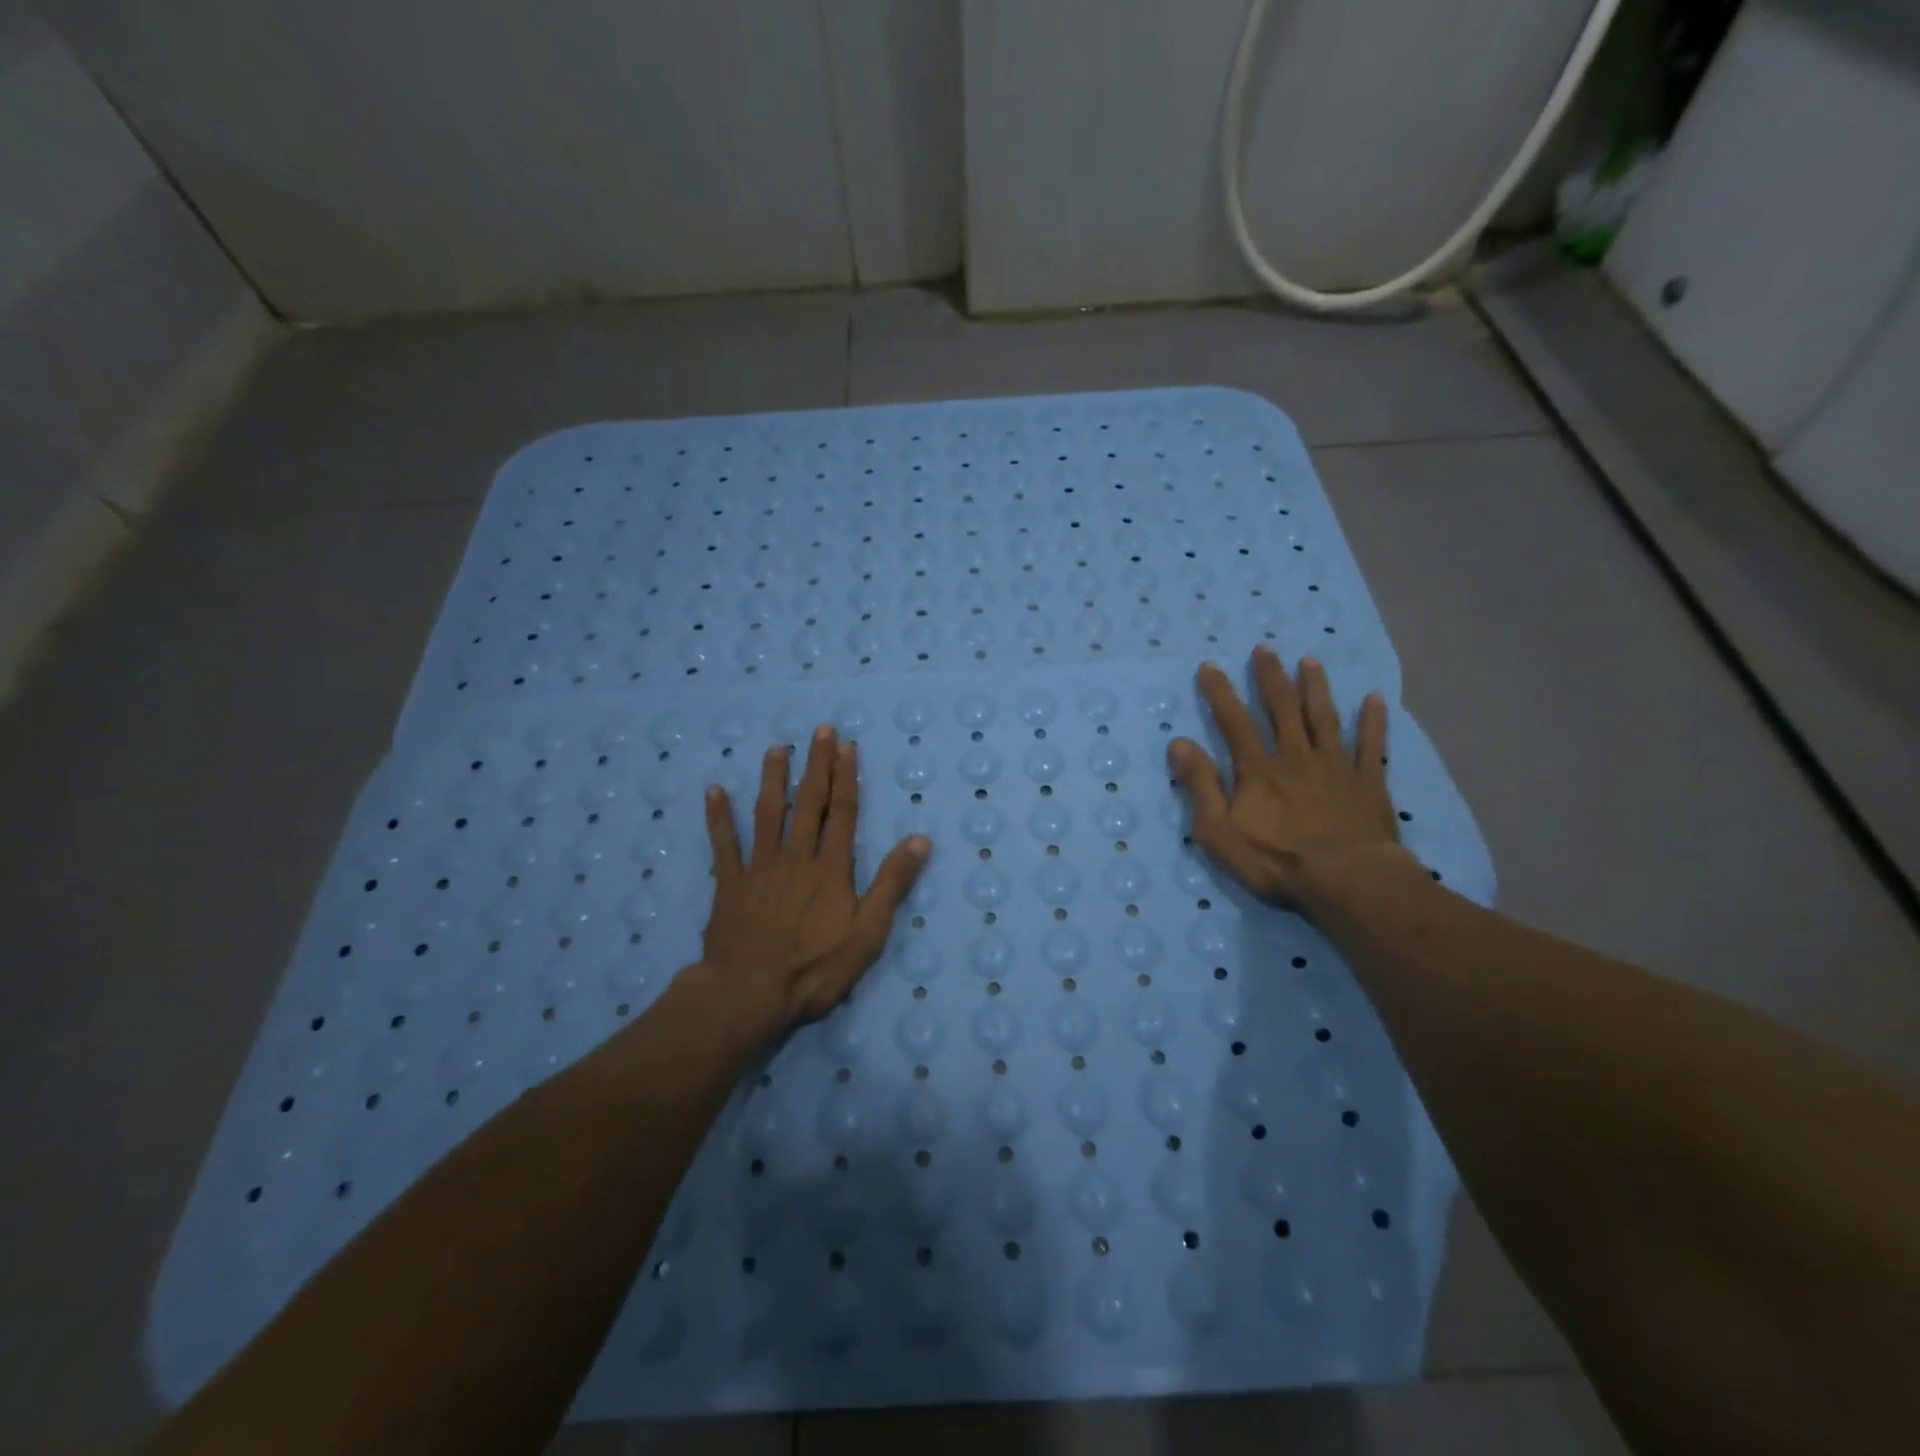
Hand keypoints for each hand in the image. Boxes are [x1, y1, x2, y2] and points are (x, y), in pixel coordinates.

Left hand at [701, 725, 929, 1035]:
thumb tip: (920, 840)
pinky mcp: (729, 884)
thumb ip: (892, 884)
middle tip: (819, 730)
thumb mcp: (868, 932)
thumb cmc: (815, 967)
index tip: (847, 746)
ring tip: (777, 748)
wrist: (750, 993)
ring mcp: (760, 867)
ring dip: (773, 779)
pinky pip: (723, 844)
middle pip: (808, 803)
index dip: (846, 777)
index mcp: (831, 868)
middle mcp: (796, 856)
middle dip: (816, 765)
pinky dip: (718, 817)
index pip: (843, 812)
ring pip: (767, 813)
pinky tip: (714, 790)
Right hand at [1168, 648, 1409, 907]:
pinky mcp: (1368, 783)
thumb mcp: (1218, 831)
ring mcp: (1335, 767)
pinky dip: (1373, 721)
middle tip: (1265, 649)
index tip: (1210, 666)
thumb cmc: (1276, 861)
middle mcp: (1295, 757)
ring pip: (1323, 718)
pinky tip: (1375, 699)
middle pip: (1281, 709)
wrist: (1346, 880)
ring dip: (1316, 688)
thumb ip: (1200, 785)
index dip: (1220, 693)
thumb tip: (1179, 743)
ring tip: (1310, 661)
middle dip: (1270, 678)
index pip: (1234, 722)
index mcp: (1258, 769)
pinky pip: (1371, 745)